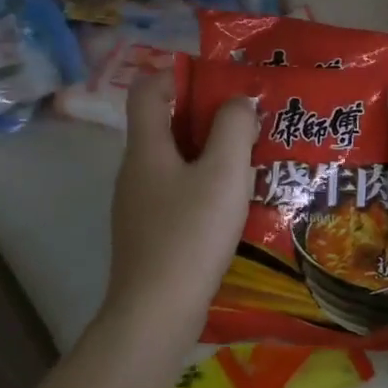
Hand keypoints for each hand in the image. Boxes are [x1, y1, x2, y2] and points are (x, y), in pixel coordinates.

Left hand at [105, 69, 257, 338]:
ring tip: (252, 161)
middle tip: (249, 122)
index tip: (220, 82)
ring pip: (175, 162)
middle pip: (166, 125)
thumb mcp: (224, 172)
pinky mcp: (150, 234)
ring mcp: (139, 205)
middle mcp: (135, 171)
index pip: (148, 89)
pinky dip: (204, 187)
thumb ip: (233, 127)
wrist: (156, 313)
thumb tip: (237, 101)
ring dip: (210, 155)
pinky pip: (178, 193)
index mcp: (146, 148)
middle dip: (207, 117)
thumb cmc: (190, 234)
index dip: (179, 75)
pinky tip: (234, 205)